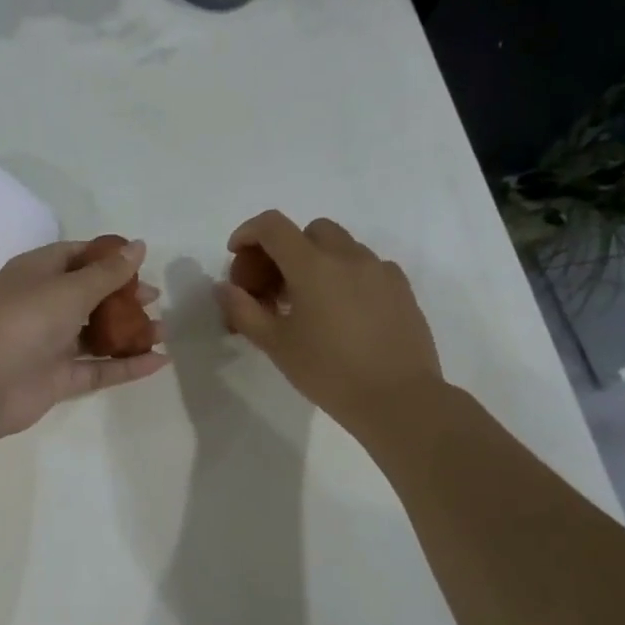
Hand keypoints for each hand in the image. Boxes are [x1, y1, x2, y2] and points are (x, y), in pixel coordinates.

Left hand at [0, 239, 168, 443]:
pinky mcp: (57, 378)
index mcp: (37, 272)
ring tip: (163, 331)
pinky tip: (159, 361)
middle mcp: (42, 304)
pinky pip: (98, 368)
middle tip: (155, 299)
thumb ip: (108, 272)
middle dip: (122, 296)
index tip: (141, 262)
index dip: (108, 257)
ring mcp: (49, 343)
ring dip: (128, 332)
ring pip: (95, 334)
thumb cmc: (24, 320)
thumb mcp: (70, 288)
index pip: (76, 255)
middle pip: (89, 295)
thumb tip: (139, 245)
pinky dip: (126, 365)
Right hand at [214, 211, 441, 431]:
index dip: (248, 233)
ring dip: (315, 262)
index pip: (273, 226)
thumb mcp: (275, 344)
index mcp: (313, 265)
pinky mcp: (401, 288)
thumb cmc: (328, 371)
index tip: (237, 255)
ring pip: (340, 247)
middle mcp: (348, 256)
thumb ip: (243, 310)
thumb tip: (224, 288)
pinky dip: (345, 276)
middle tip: (271, 287)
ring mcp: (379, 270)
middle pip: (308, 231)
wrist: (397, 399)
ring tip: (305, 302)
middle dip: (284, 250)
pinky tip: (341, 311)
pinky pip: (366, 267)